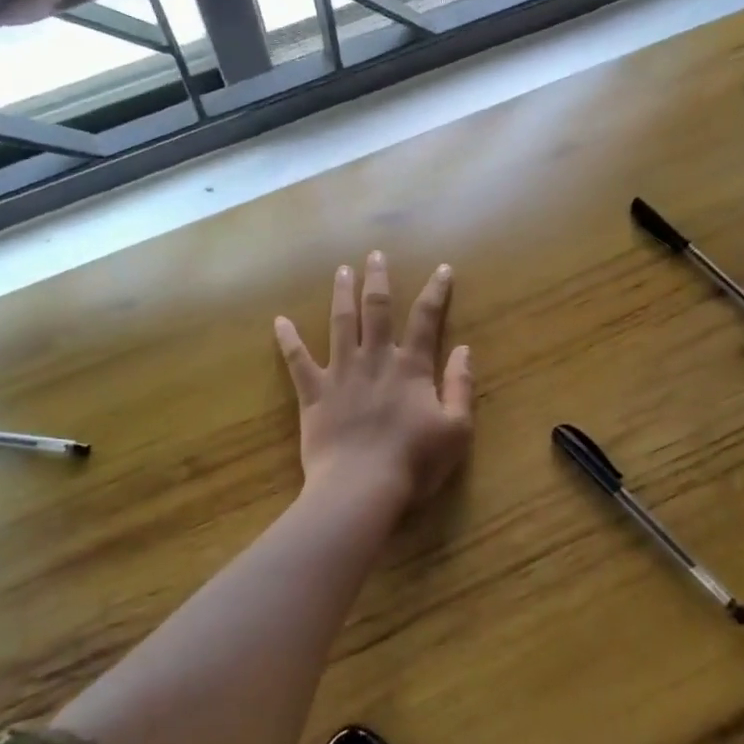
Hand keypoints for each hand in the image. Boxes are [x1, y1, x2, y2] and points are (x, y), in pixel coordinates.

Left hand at [274, 252, 474, 514]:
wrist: (361, 488)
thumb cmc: (414, 463)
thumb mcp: (456, 429)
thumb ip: (461, 386)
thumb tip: (464, 349)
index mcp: (411, 368)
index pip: (426, 319)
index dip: (436, 292)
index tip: (443, 268)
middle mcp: (375, 360)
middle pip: (377, 309)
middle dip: (378, 279)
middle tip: (374, 254)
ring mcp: (341, 373)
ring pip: (340, 323)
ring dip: (341, 294)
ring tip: (341, 270)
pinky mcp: (314, 393)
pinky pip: (297, 361)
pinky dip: (287, 340)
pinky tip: (278, 321)